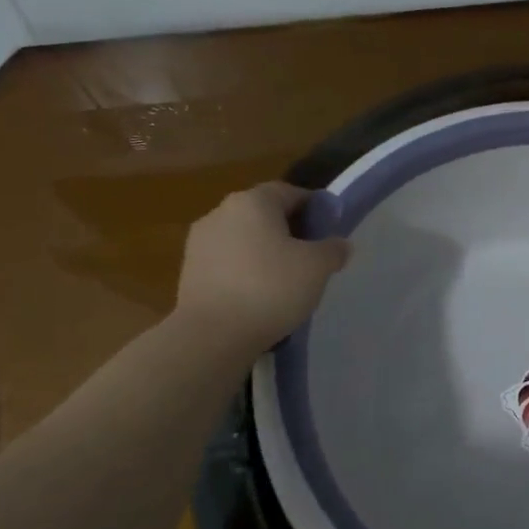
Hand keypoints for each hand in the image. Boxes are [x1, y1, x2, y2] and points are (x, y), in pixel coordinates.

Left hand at [173, 183, 349, 348]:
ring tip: (287, 283)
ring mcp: (200, 242)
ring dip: (266, 253)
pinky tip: (260, 298)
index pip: (291, 192)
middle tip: (312, 258)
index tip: (330, 231)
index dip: (315, 209)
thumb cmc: (271, 288)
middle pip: (265, 215)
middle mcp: (222, 212)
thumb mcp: (318, 267)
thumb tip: (338, 244)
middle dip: (290, 232)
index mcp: (253, 201)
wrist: (212, 336)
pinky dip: (246, 273)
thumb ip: (333, 249)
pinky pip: (229, 263)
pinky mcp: (190, 272)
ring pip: (245, 240)